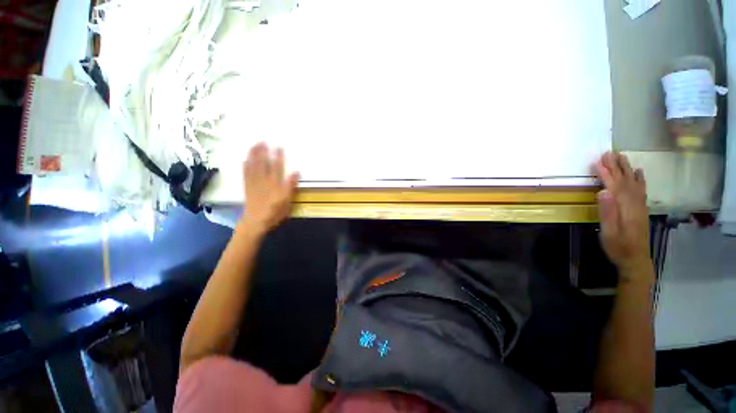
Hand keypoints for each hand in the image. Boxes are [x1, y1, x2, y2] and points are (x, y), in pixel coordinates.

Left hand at [240, 142, 299, 234]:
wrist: (256, 222)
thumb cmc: (274, 213)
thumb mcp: (287, 201)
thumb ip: (290, 186)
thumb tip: (295, 172)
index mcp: (275, 184)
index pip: (277, 167)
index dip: (278, 157)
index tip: (279, 147)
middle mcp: (263, 181)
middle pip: (263, 164)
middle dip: (263, 152)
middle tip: (262, 140)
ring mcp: (254, 183)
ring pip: (253, 166)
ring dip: (253, 155)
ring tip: (254, 145)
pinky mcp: (247, 187)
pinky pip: (245, 174)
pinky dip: (245, 166)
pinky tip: (245, 159)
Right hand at [594, 152, 650, 275]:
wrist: (636, 259)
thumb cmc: (618, 246)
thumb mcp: (609, 231)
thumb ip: (607, 211)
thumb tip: (603, 191)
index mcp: (624, 207)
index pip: (614, 185)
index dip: (606, 173)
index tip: (597, 161)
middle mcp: (634, 202)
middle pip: (625, 180)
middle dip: (616, 166)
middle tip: (609, 152)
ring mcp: (640, 205)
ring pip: (634, 182)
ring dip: (627, 169)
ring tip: (622, 157)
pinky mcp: (641, 209)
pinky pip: (642, 190)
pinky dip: (640, 179)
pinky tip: (639, 172)